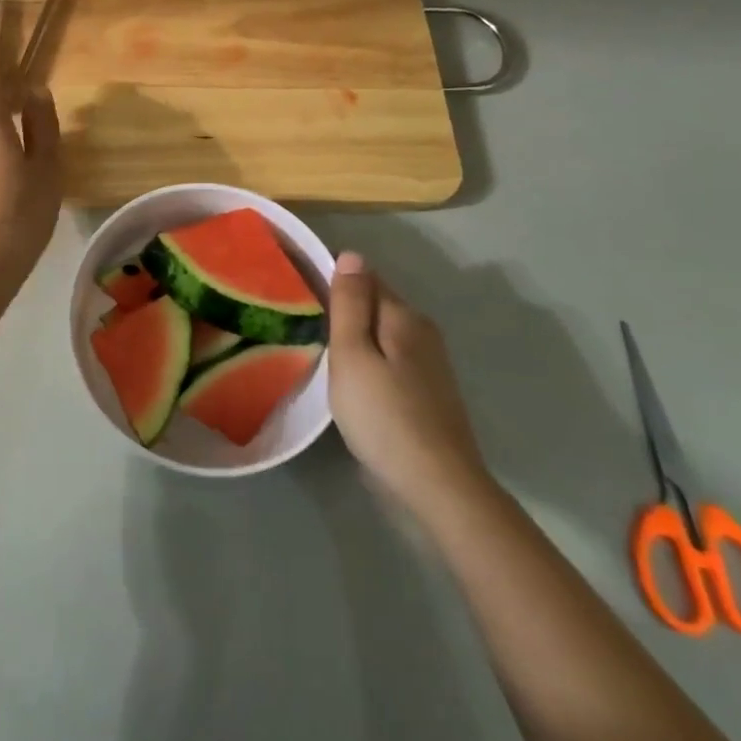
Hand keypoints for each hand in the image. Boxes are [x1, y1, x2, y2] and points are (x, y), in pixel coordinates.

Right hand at [328, 251, 491, 512]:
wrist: (438, 486)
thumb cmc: (383, 416)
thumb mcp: (353, 355)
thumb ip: (350, 304)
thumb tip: (352, 255)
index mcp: (403, 316)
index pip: (365, 278)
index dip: (334, 282)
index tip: (302, 296)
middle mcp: (422, 331)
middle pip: (377, 305)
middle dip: (346, 310)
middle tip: (306, 327)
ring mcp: (431, 364)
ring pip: (384, 334)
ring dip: (358, 338)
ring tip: (324, 354)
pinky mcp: (430, 393)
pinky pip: (392, 359)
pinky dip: (372, 361)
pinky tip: (355, 382)